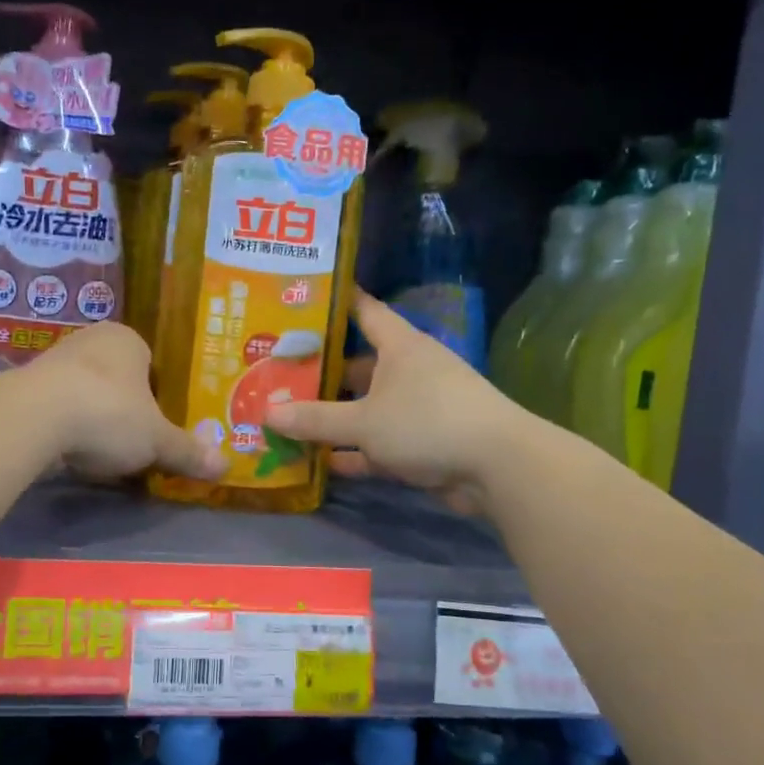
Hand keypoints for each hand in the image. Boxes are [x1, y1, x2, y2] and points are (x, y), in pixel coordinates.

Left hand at [26, 323, 222, 480]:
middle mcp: (90, 340)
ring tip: (100, 450)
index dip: (157, 394)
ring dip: (92, 416)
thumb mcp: (156, 440)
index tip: (158, 423)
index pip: (150, 363)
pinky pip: (57, 407)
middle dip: (124, 406)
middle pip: (116, 377)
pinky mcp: (26, 386)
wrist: (33, 418)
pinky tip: (69, 451)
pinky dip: (65, 426)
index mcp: (127, 339)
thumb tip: (225, 467)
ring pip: (84, 391)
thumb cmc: (108, 413)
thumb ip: (187, 451)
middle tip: (133, 440)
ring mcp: (53, 360)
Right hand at [264, 292, 520, 514]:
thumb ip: (315, 419)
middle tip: (275, 370)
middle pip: (357, 363)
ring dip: (334, 415)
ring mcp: (418, 407)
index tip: (301, 297)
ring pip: (366, 406)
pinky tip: (320, 462)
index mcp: (399, 346)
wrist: (497, 468)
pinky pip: (378, 442)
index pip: (363, 310)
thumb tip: (267, 414)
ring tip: (287, 415)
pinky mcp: (423, 442)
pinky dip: (353, 452)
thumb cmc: (426, 423)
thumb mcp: (363, 421)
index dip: (335, 302)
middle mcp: (408, 370)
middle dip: (320, 370)